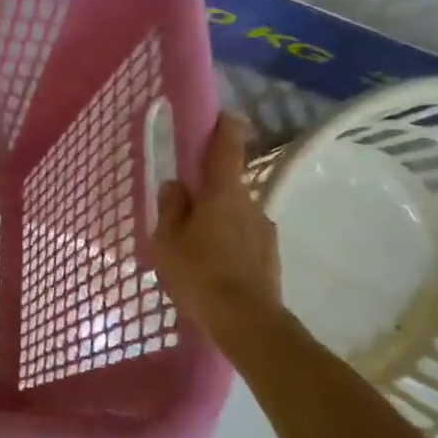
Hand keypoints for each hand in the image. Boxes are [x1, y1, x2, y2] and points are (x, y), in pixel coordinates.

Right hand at [152, 113, 283, 327]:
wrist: (246, 322)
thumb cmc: (199, 273)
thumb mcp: (168, 241)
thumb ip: (170, 208)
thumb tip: (176, 186)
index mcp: (222, 194)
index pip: (227, 149)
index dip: (225, 129)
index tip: (224, 116)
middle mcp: (249, 204)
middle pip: (227, 186)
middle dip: (208, 192)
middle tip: (183, 212)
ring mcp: (264, 231)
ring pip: (235, 215)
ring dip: (218, 221)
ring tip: (196, 248)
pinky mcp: (270, 257)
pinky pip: (244, 239)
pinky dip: (229, 244)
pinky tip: (214, 268)